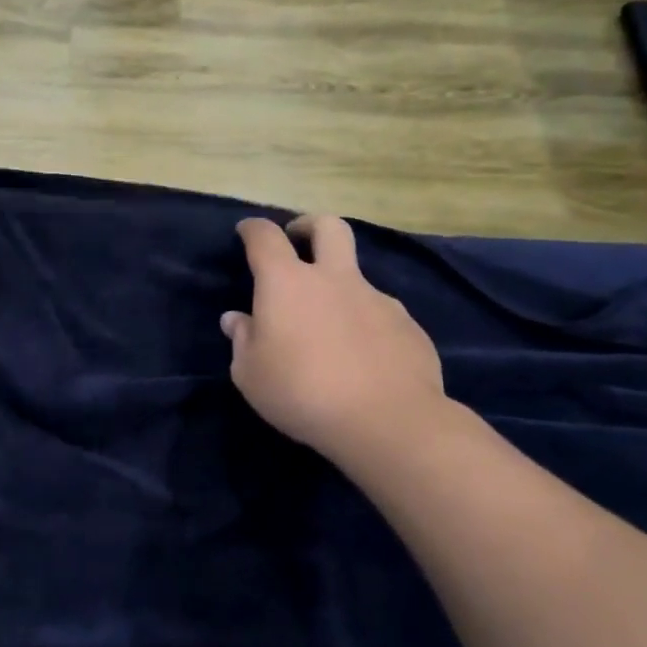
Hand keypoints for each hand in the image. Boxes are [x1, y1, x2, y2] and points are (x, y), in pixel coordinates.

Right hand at [221, 216, 448, 463]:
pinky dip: (366, 326)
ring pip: (356, 277)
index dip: (253, 229)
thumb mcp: (250, 374)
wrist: (387, 422)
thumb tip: (237, 320)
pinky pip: (381, 315)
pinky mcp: (408, 327)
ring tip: (330, 330)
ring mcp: (377, 299)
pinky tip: (363, 359)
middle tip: (298, 239)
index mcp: (286, 283)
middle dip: (309, 225)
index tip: (246, 231)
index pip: (265, 238)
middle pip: (328, 227)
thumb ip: (242, 340)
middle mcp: (333, 279)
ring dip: (339, 289)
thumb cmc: (301, 392)